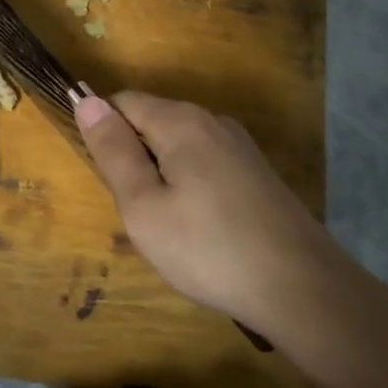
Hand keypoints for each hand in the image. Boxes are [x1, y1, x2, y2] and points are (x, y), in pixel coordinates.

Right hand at [75, 92, 345, 336]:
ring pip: (180, 147)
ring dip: (163, 178)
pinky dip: (191, 188)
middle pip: (153, 123)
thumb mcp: (143, 206)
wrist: (301, 287)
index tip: (108, 181)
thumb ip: (113, 151)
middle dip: (135, 160)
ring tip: (171, 229)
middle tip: (140, 215)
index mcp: (181, 121)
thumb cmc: (208, 248)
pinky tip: (203, 231)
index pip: (123, 102)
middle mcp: (213, 121)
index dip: (104, 133)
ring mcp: (240, 147)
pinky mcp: (257, 172)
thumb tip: (86, 100)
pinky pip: (206, 165)